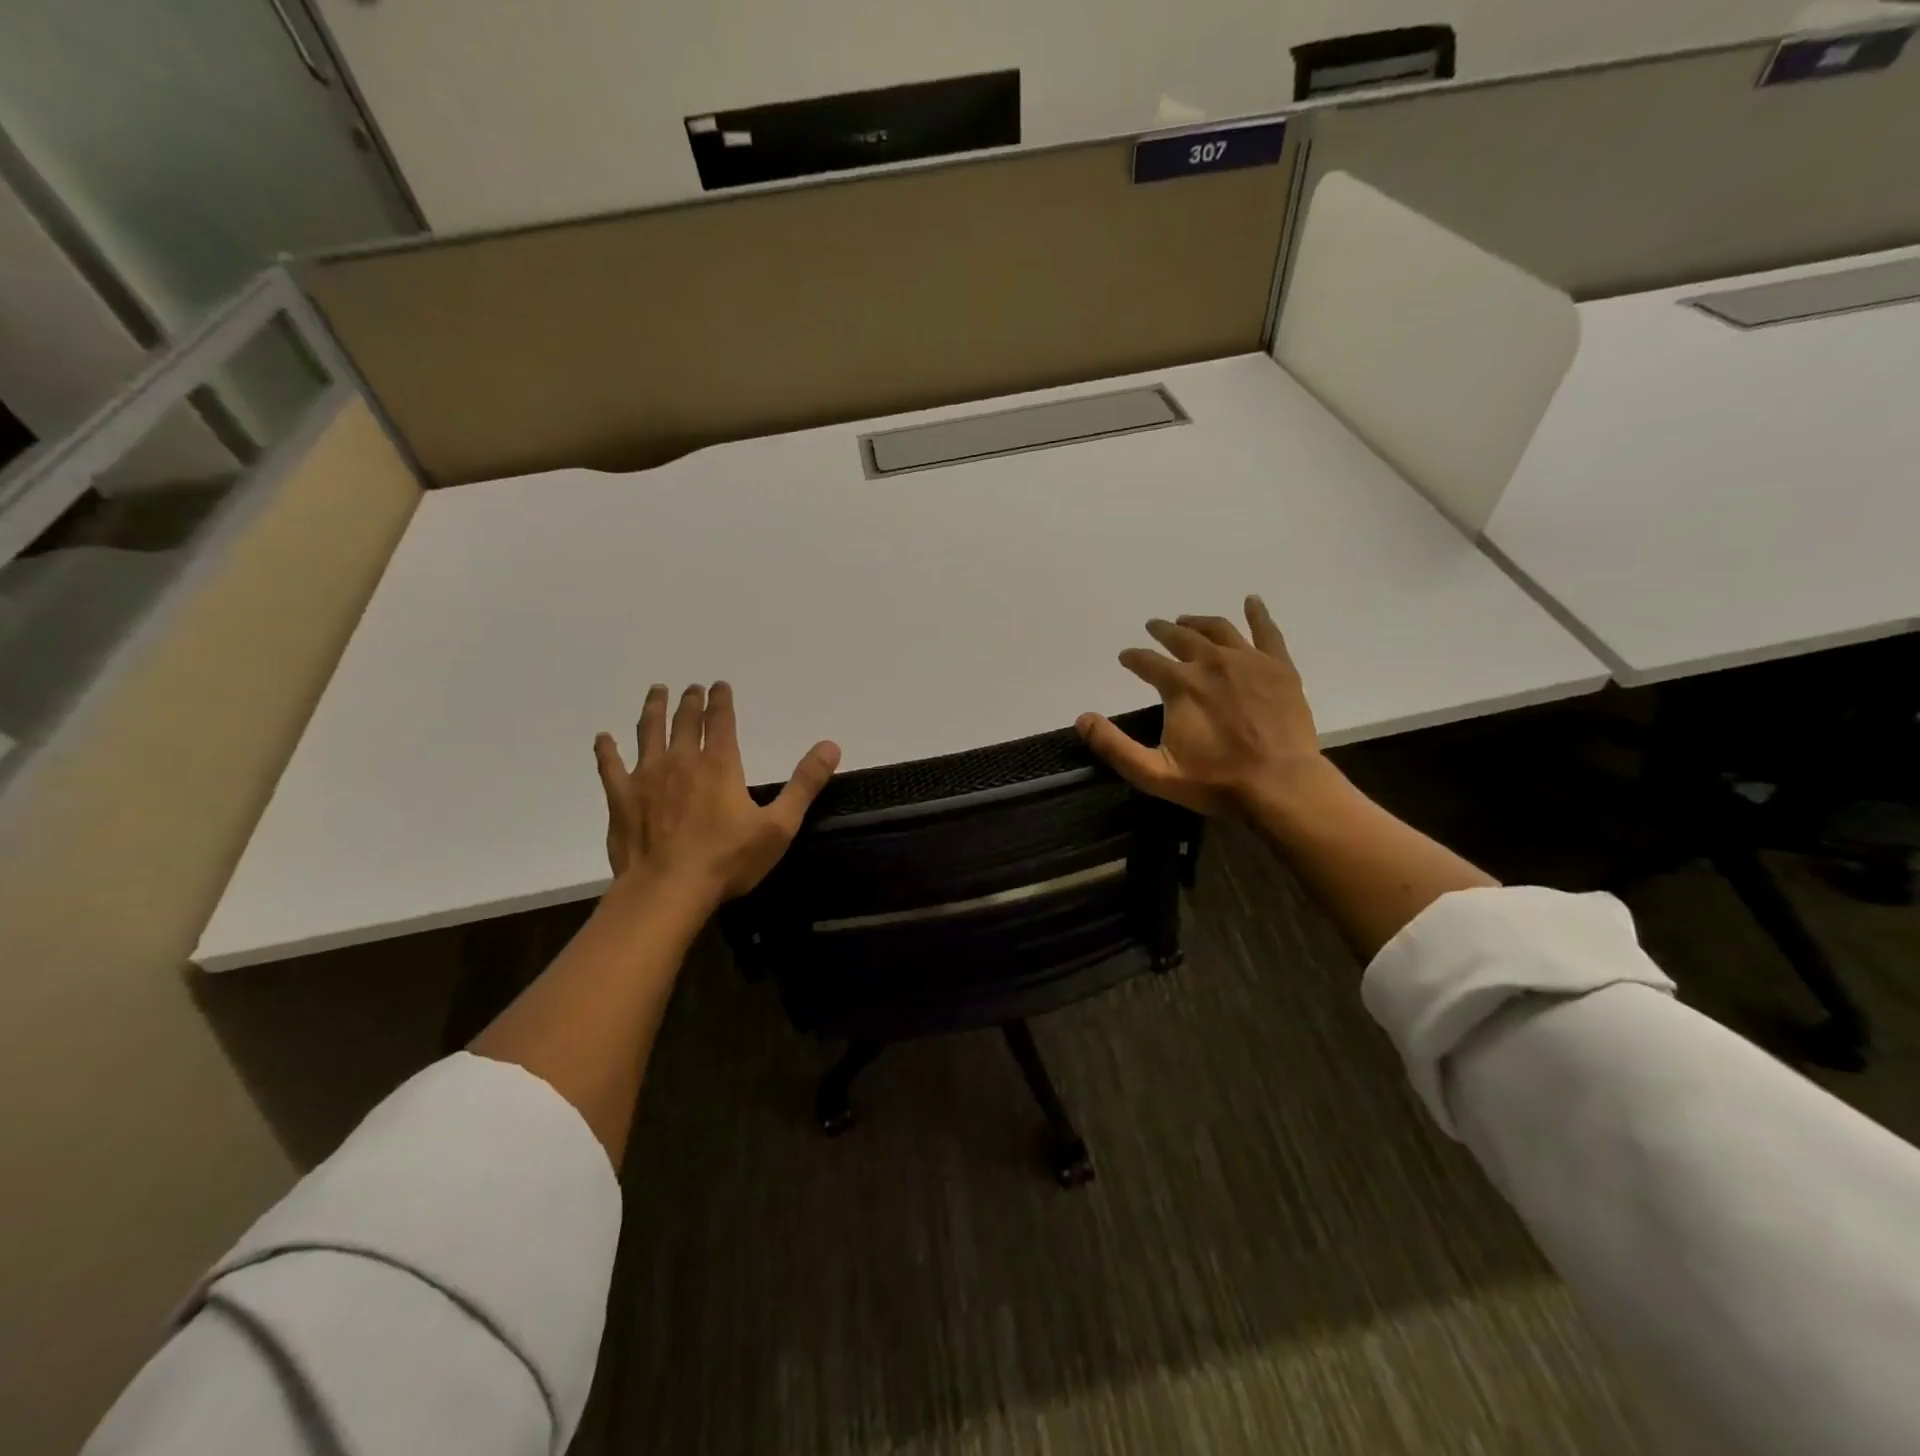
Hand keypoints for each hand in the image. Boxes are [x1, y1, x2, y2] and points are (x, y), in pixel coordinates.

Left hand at [593, 682, 839, 907]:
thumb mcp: (779, 825)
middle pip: (685, 721)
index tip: (719, 684)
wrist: (668, 890)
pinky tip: (603, 739)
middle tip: (691, 688)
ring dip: (653, 710)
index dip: (721, 700)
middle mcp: (682, 761)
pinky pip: (611, 767)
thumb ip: (804, 784)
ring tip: (656, 692)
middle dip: (690, 701)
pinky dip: (607, 750)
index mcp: (719, 765)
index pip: (721, 720)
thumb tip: (831, 746)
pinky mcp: (621, 799)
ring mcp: (646, 777)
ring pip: (648, 732)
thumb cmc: (728, 860)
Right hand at [1076, 595, 1326, 816]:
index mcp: (1180, 685)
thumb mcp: (1154, 773)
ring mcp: (1248, 661)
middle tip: (1154, 627)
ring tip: (1187, 620)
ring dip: (1198, 622)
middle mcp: (1211, 662)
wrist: (1281, 784)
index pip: (1147, 662)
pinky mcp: (1279, 667)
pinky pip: (1266, 632)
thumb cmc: (1216, 781)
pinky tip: (1251, 601)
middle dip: (1163, 631)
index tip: (1126, 657)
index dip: (1133, 658)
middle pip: (1182, 637)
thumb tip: (1082, 719)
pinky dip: (1257, 613)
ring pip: (1218, 629)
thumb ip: (1114, 746)